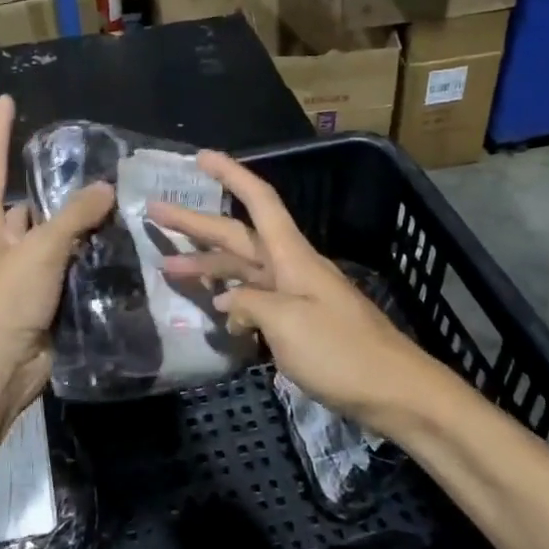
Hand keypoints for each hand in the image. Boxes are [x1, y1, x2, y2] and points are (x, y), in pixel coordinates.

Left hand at [0, 94, 114, 425]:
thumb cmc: (2, 302)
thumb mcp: (38, 251)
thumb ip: (73, 217)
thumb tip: (105, 188)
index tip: (8, 100)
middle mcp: (1, 244)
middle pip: (33, 205)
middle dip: (62, 191)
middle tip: (105, 170)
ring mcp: (23, 274)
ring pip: (57, 240)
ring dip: (83, 229)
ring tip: (124, 204)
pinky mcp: (44, 301)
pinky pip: (69, 271)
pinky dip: (90, 261)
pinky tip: (122, 248)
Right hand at [151, 151, 436, 430]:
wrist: (394, 391)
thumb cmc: (341, 352)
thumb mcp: (287, 324)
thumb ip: (249, 304)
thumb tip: (228, 302)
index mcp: (291, 256)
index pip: (259, 201)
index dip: (231, 175)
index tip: (201, 157)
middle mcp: (291, 268)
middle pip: (238, 235)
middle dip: (196, 223)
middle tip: (154, 212)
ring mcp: (295, 296)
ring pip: (243, 269)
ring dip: (206, 265)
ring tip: (166, 267)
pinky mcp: (299, 323)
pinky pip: (256, 299)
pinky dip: (231, 298)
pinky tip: (212, 308)